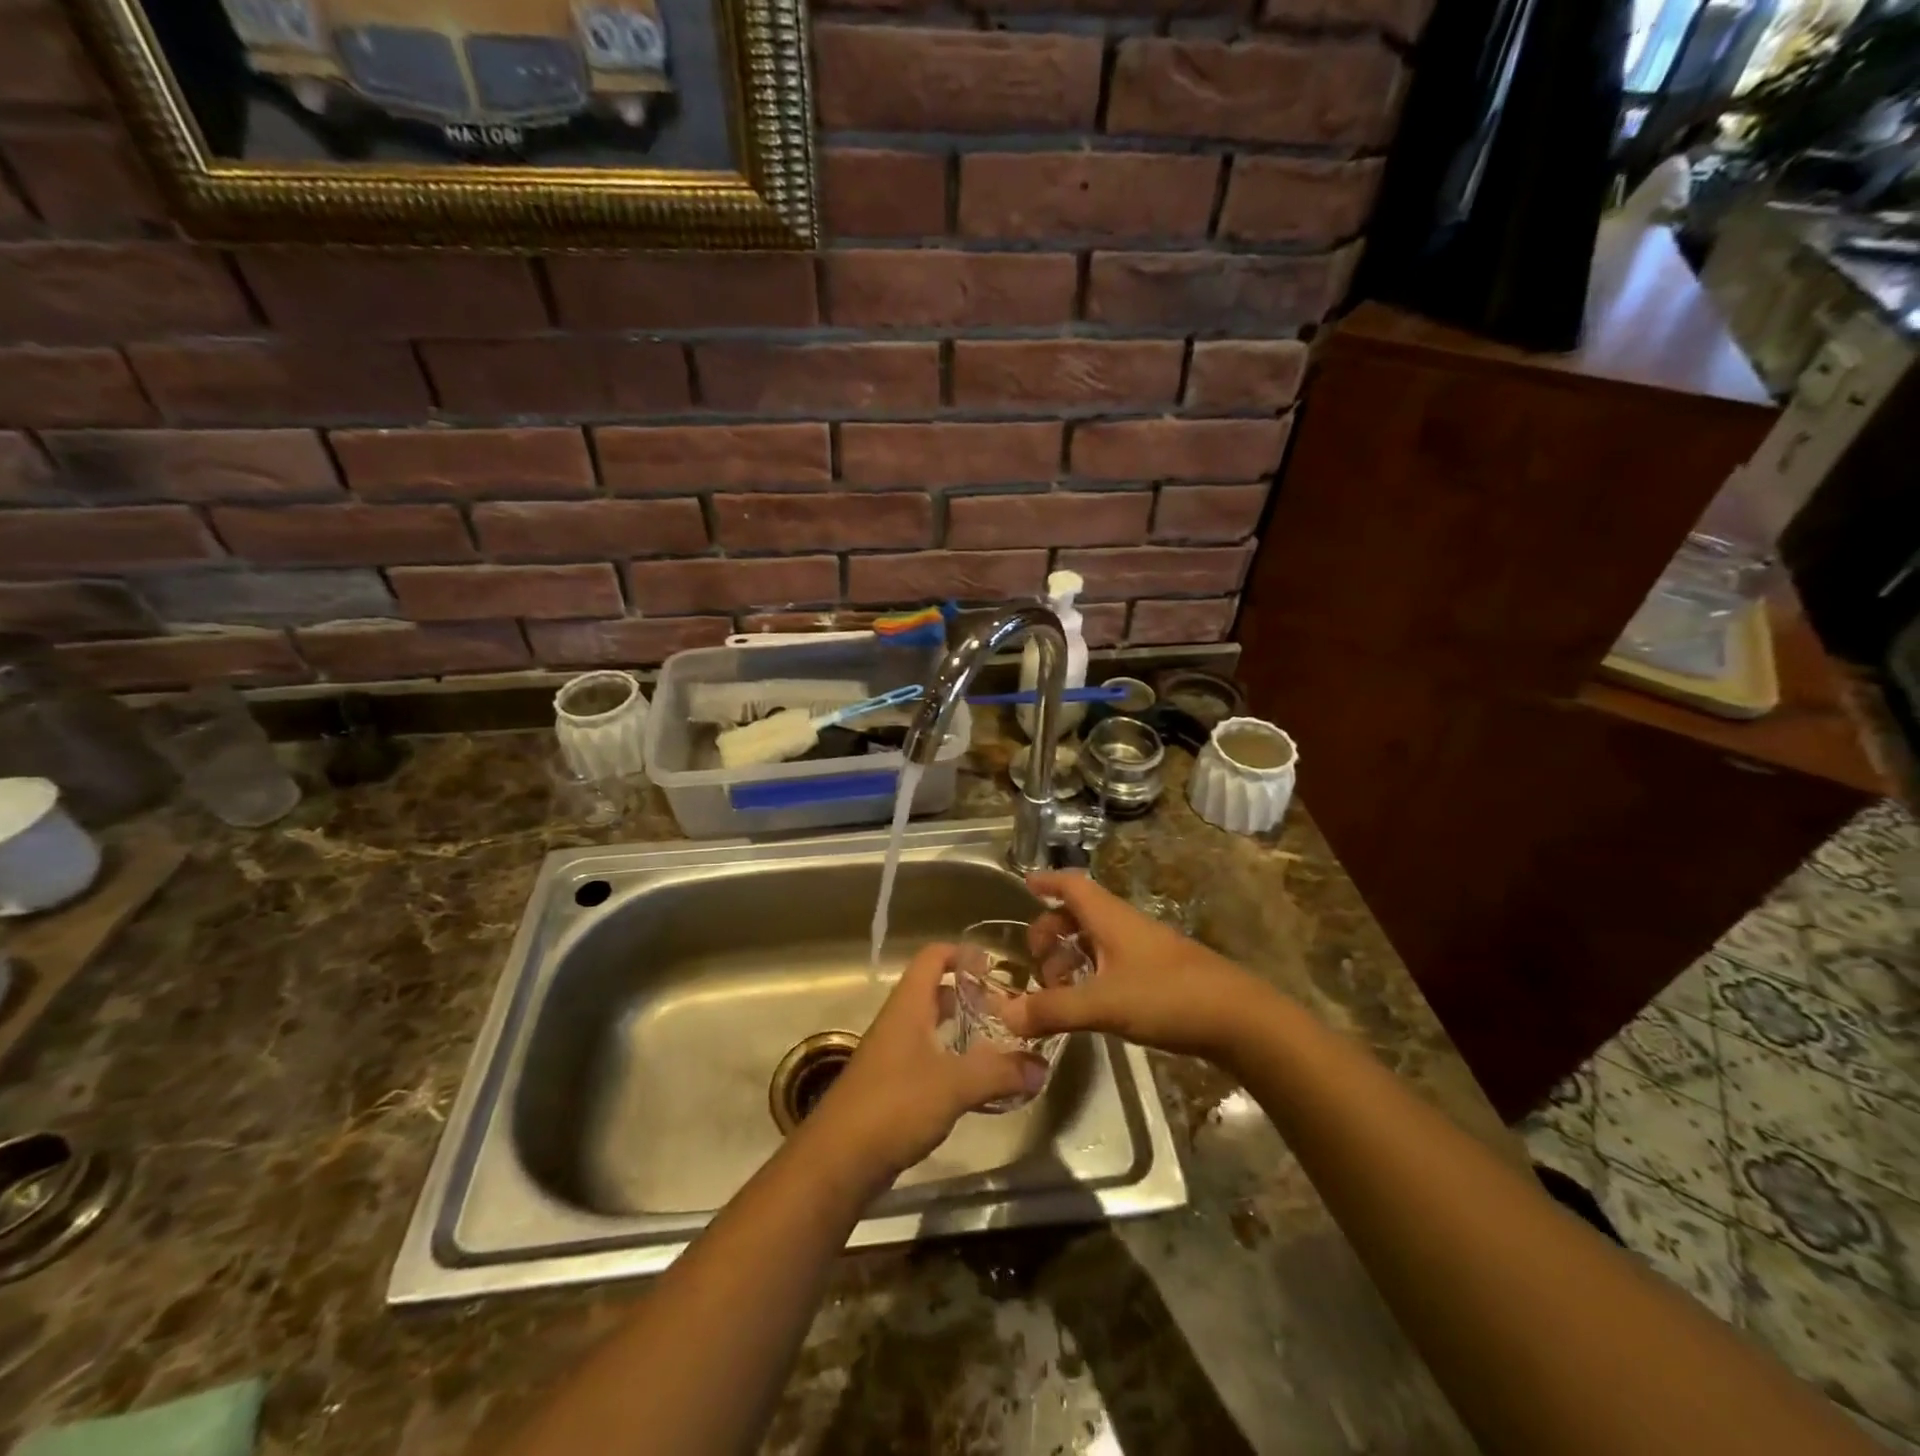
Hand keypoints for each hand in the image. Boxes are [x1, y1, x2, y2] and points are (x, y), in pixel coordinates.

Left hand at [809, 942, 1045, 1181]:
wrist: (838, 1161)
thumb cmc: (894, 1105)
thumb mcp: (954, 1085)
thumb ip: (1000, 1072)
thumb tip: (1043, 1066)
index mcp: (908, 1006)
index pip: (932, 957)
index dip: (962, 953)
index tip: (994, 966)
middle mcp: (898, 1022)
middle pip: (934, 992)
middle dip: (969, 995)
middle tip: (1006, 1009)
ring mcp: (892, 1055)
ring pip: (931, 1028)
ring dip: (962, 1030)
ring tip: (999, 1043)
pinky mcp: (891, 1087)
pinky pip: (927, 1059)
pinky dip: (952, 1061)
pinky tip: (975, 1082)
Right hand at [1000, 870, 1271, 1061]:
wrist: (1239, 1019)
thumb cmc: (1167, 996)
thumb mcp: (1103, 1003)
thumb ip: (1053, 1009)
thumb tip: (1006, 1015)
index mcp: (1110, 918)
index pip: (1072, 885)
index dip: (1047, 881)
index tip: (1024, 885)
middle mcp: (1125, 926)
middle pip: (1079, 914)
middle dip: (1051, 931)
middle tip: (1036, 961)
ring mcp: (1145, 950)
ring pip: (1097, 940)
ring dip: (1071, 957)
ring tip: (1057, 991)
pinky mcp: (1159, 974)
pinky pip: (1113, 962)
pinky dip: (1091, 974)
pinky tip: (1089, 1004)